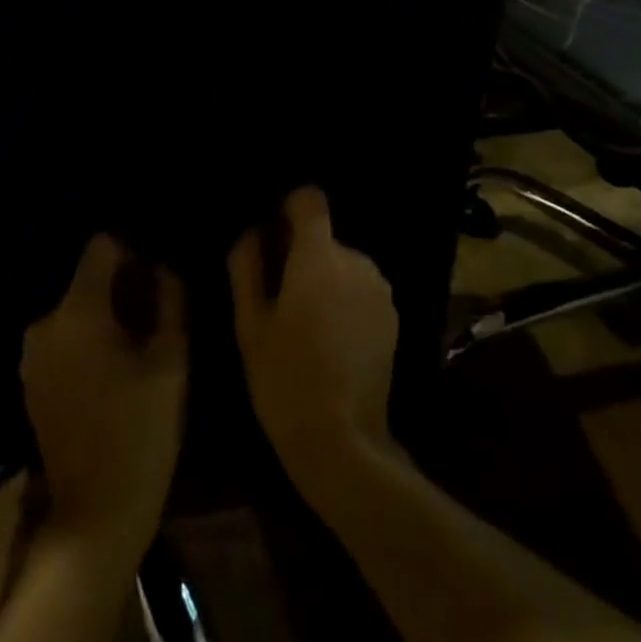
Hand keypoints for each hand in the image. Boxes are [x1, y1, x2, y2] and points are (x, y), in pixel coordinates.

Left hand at [22, 234, 186, 556]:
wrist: (95, 515)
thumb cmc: (141, 431)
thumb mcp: (172, 359)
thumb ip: (171, 299)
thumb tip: (164, 266)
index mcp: (77, 311)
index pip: (101, 245)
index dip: (134, 252)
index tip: (157, 281)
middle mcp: (44, 323)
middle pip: (88, 276)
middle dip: (123, 286)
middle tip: (155, 317)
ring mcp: (31, 354)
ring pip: (77, 306)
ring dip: (107, 313)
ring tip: (137, 346)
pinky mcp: (30, 379)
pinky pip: (64, 335)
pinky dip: (88, 338)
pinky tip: (112, 370)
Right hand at [227, 187, 399, 499]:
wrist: (343, 440)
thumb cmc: (284, 378)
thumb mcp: (249, 324)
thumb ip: (247, 267)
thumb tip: (252, 232)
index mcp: (319, 256)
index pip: (311, 200)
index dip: (290, 209)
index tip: (274, 235)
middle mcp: (356, 261)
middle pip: (324, 238)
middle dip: (302, 255)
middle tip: (280, 297)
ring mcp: (380, 288)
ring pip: (343, 265)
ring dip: (325, 280)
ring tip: (306, 326)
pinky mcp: (393, 316)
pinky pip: (361, 289)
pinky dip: (346, 301)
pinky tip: (332, 341)